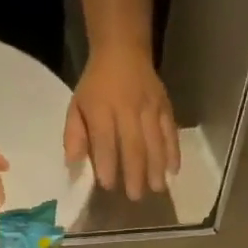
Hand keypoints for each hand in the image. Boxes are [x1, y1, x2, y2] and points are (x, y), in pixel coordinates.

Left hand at [65, 45, 180, 200]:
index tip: (108, 185)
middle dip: (135, 172)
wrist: (123, 50)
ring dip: (157, 166)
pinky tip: (173, 171)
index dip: (107, 163)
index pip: (105, 139)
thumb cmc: (96, 86)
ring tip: (157, 188)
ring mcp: (149, 107)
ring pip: (155, 140)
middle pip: (133, 143)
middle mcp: (128, 108)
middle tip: (135, 196)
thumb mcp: (76, 106)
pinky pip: (171, 131)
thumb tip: (74, 163)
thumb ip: (74, 136)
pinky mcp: (165, 106)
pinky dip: (173, 151)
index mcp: (101, 109)